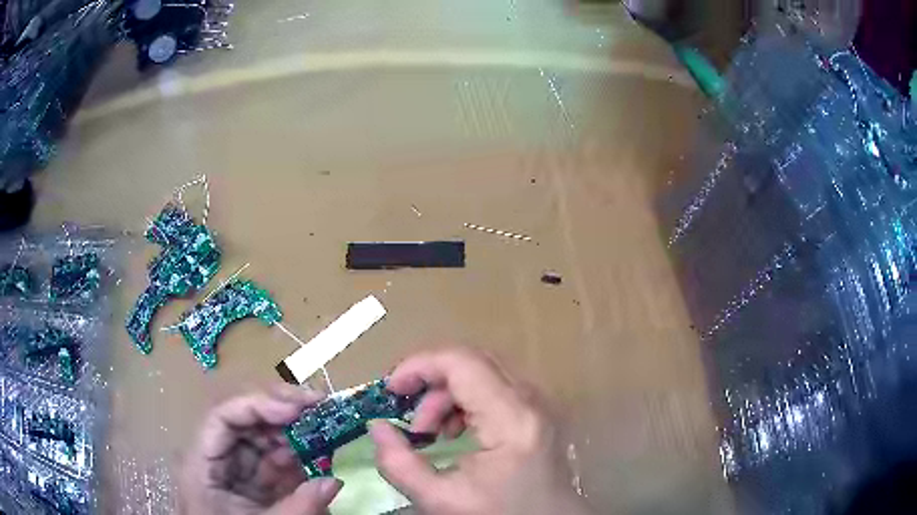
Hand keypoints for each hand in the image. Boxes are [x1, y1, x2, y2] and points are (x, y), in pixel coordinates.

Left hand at [180, 385, 342, 514]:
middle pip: (242, 419)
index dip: (257, 405)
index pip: (221, 417)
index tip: (296, 408)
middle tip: (319, 405)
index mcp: (202, 463)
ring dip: (292, 431)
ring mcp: (232, 467)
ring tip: (324, 428)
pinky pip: (270, 459)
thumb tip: (334, 481)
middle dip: (280, 410)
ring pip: (259, 436)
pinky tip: (316, 453)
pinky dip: (295, 455)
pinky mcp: (248, 479)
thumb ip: (298, 507)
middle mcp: (214, 456)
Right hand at [370, 348, 590, 514]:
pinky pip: (492, 387)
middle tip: (407, 416)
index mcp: (512, 419)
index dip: (419, 365)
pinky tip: (454, 432)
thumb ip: (400, 464)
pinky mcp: (534, 410)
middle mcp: (530, 400)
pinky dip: (463, 401)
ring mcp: (536, 402)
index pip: (461, 362)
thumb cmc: (499, 514)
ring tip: (429, 432)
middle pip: (471, 361)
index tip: (391, 390)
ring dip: (446, 394)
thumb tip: (376, 427)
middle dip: (429, 381)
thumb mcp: (441, 500)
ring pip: (481, 371)